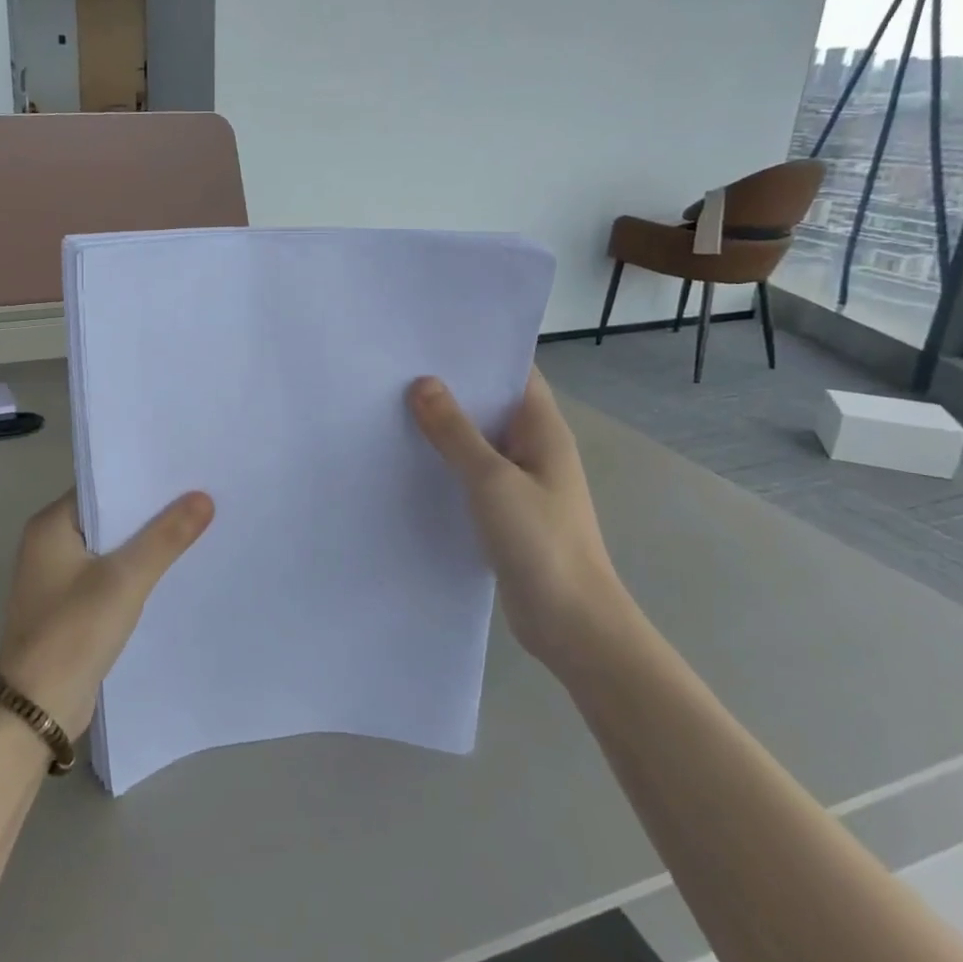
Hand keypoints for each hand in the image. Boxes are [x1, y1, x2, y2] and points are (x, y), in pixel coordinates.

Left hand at [0, 490, 214, 738]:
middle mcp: (49, 545)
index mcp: (50, 525)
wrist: (36, 711)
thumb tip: (203, 497)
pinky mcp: (70, 607)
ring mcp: (58, 578)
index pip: (102, 485)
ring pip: (111, 548)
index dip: (142, 479)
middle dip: (150, 511)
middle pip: (109, 516)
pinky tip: (172, 571)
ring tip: (197, 527)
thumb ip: (165, 537)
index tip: (185, 471)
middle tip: (201, 496)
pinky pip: (109, 576)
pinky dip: (136, 572)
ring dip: (145, 544)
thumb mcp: (125, 579)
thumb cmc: (73, 633)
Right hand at [408, 370, 632, 671]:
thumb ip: (455, 432)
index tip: (431, 338)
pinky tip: (407, 461)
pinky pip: (471, 475)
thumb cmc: (540, 541)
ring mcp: (520, 482)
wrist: (571, 623)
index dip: (478, 352)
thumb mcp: (492, 479)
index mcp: (543, 429)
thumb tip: (422, 383)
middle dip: (451, 388)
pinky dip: (445, 464)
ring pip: (477, 442)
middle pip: (491, 404)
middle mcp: (534, 448)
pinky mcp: (504, 512)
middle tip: (397, 369)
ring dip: (444, 428)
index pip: (514, 372)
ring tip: (391, 407)